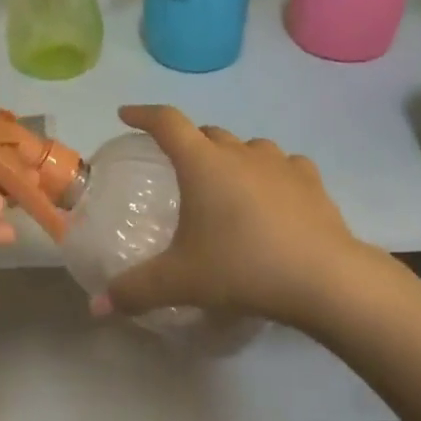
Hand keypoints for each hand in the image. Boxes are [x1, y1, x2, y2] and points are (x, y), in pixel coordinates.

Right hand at [106, 105, 389, 328]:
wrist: (324, 279)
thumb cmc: (242, 267)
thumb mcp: (181, 281)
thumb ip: (135, 290)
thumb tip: (97, 306)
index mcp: (202, 163)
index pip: (166, 122)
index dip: (143, 115)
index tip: (127, 115)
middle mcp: (239, 153)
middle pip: (206, 133)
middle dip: (188, 142)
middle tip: (178, 167)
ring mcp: (279, 164)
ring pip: (247, 146)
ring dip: (231, 157)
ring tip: (226, 184)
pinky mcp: (311, 182)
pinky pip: (284, 165)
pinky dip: (271, 173)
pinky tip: (273, 194)